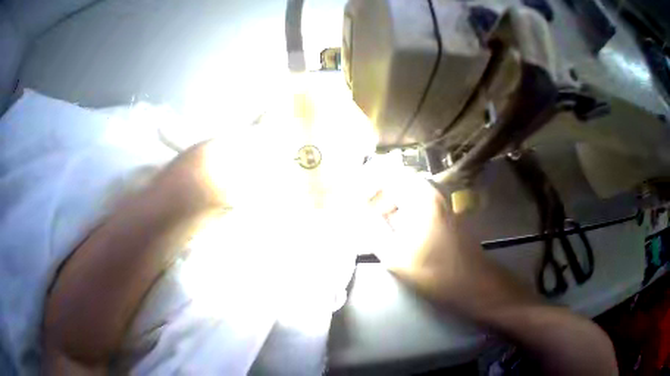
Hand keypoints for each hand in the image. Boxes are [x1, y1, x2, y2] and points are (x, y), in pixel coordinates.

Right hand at [368, 169, 535, 316]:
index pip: (385, 173)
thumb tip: (358, 212)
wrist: (471, 281)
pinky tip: (393, 228)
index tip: (352, 198)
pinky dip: (400, 209)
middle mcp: (431, 192)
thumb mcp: (395, 256)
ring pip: (405, 191)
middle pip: (395, 180)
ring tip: (373, 221)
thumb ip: (373, 230)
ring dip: (388, 202)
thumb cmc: (435, 271)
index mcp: (420, 197)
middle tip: (361, 212)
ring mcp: (439, 201)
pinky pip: (415, 201)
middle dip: (375, 193)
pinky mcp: (442, 212)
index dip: (365, 182)